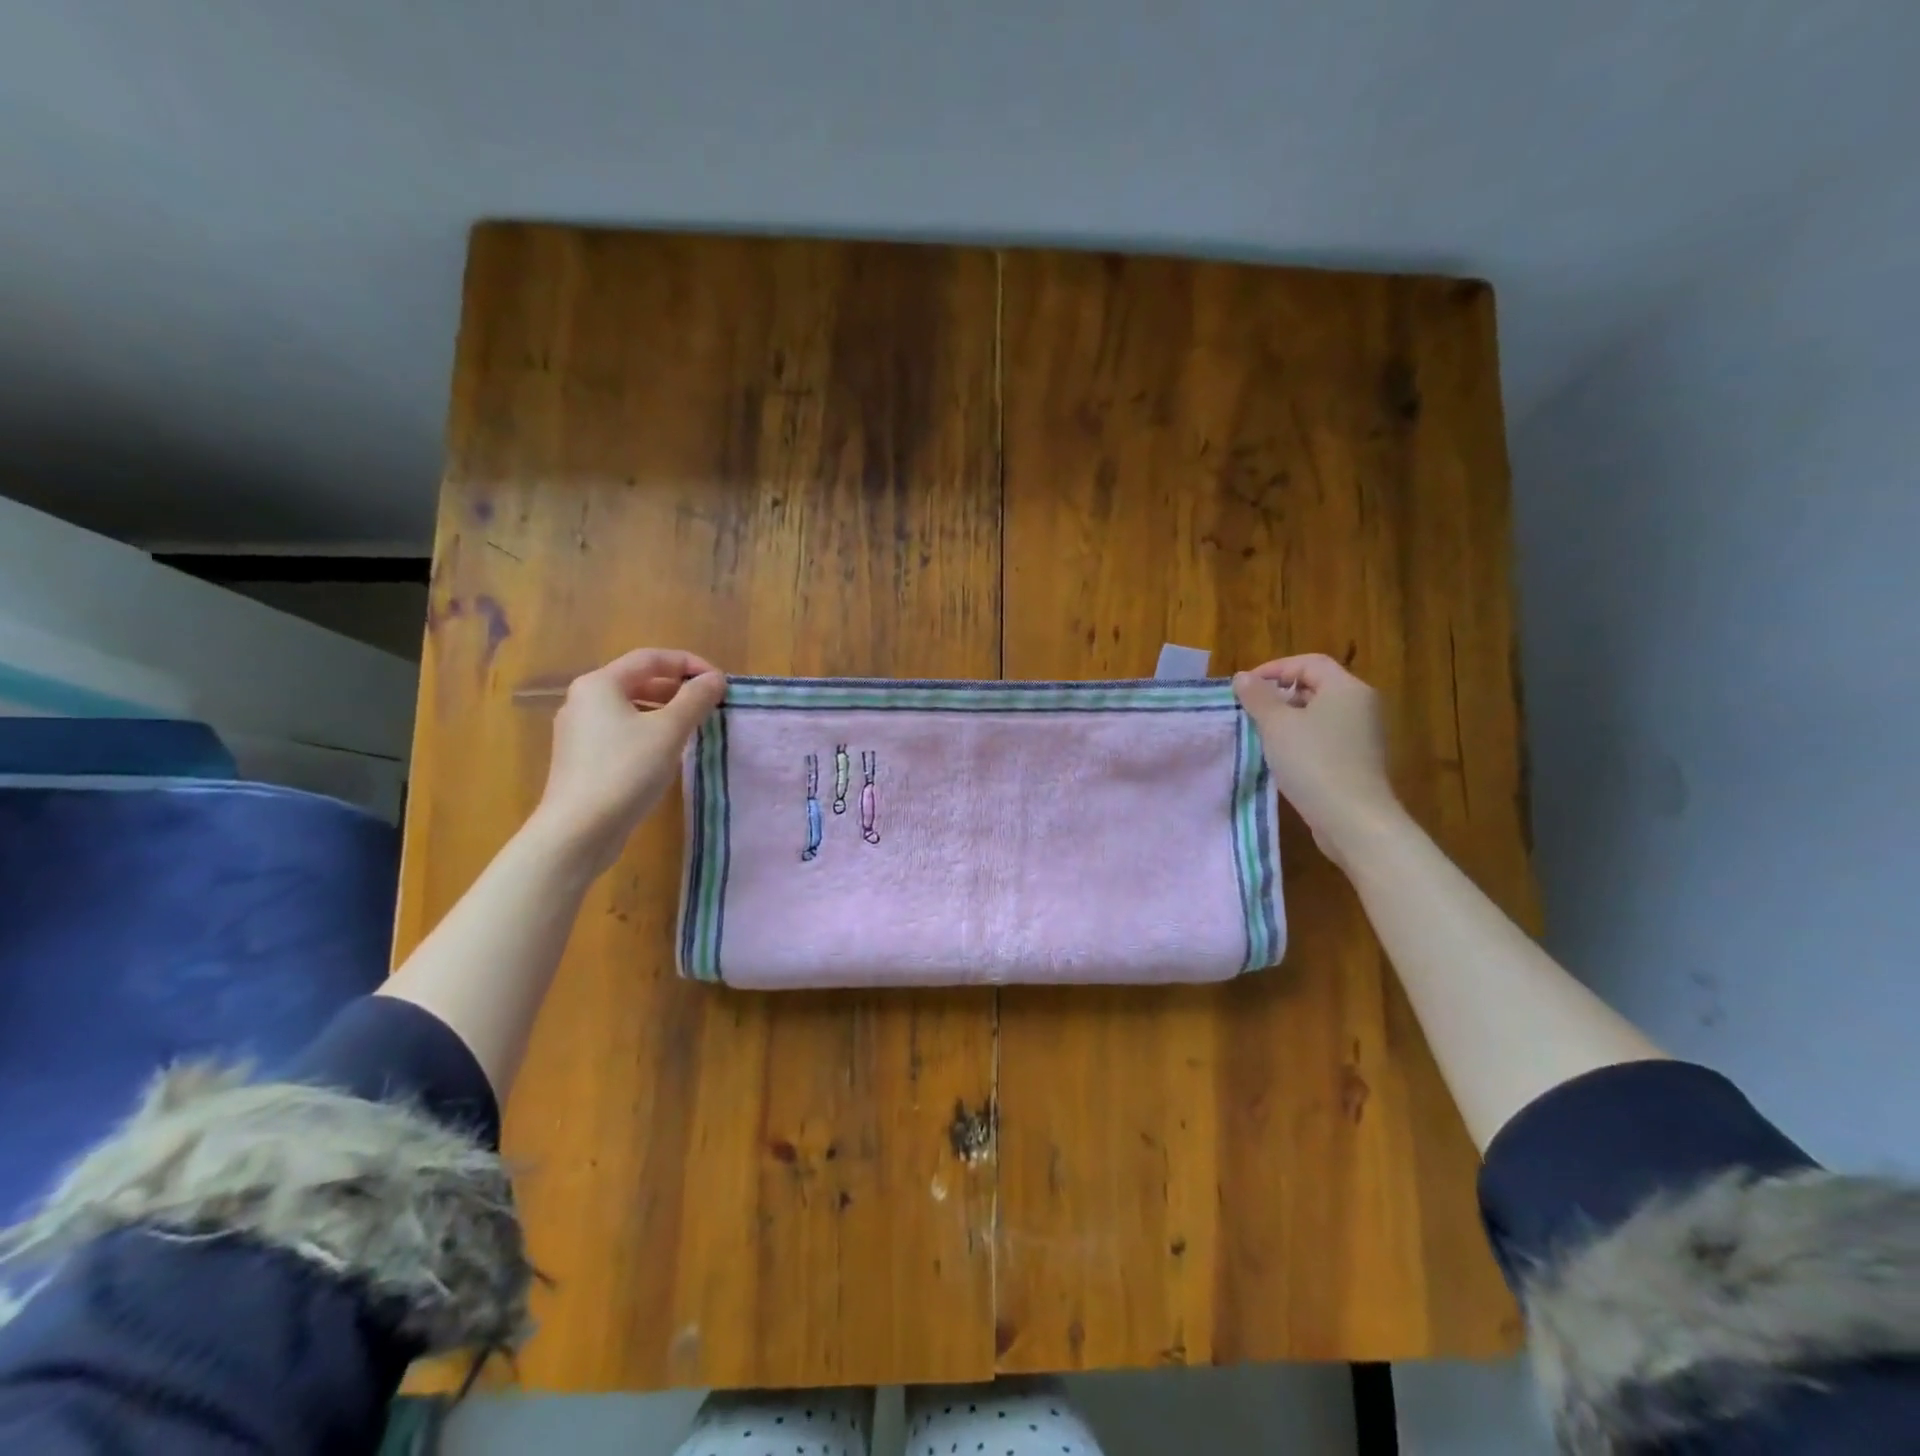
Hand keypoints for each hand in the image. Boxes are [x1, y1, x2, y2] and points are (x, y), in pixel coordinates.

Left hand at [532, 648, 726, 873]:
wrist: (579, 830)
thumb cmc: (626, 771)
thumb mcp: (669, 731)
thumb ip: (695, 699)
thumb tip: (714, 679)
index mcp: (600, 684)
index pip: (652, 658)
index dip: (690, 664)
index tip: (719, 683)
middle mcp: (583, 700)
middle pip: (638, 680)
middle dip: (678, 688)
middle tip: (710, 704)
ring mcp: (579, 731)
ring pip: (630, 707)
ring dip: (665, 711)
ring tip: (694, 727)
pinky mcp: (581, 758)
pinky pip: (621, 731)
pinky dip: (648, 731)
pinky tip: (667, 753)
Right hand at [1233, 654, 1402, 864]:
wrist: (1353, 819)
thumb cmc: (1313, 762)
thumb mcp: (1276, 725)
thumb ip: (1258, 698)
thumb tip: (1243, 677)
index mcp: (1346, 688)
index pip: (1309, 662)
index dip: (1275, 668)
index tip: (1246, 686)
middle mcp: (1361, 705)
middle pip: (1316, 686)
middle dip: (1280, 694)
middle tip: (1250, 710)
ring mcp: (1363, 734)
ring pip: (1319, 714)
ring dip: (1288, 718)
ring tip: (1260, 733)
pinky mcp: (1359, 760)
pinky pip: (1326, 737)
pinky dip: (1302, 738)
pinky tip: (1282, 756)